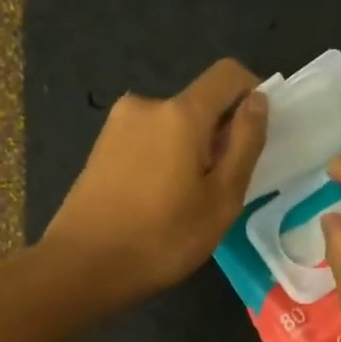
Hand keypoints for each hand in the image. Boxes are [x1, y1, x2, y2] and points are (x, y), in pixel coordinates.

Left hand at [42, 59, 268, 300]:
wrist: (82, 267)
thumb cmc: (163, 239)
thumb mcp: (221, 199)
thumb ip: (245, 144)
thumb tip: (257, 101)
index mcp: (180, 113)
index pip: (227, 75)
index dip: (251, 93)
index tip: (258, 132)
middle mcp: (146, 105)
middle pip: (198, 105)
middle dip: (219, 135)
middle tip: (222, 189)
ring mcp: (117, 126)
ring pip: (172, 127)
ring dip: (190, 151)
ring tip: (187, 203)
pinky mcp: (100, 148)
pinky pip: (147, 142)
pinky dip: (164, 161)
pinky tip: (157, 204)